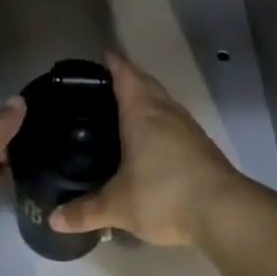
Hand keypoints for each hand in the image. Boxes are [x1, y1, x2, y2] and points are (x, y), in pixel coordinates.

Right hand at [50, 53, 243, 245]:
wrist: (223, 210)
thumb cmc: (164, 194)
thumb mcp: (118, 206)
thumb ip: (85, 211)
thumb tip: (54, 219)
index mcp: (142, 112)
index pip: (125, 75)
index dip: (112, 63)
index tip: (100, 56)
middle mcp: (166, 111)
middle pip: (146, 83)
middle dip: (128, 78)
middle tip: (105, 85)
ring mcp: (187, 126)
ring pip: (162, 101)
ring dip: (146, 99)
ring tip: (125, 110)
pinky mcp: (200, 145)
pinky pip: (174, 121)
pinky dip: (159, 121)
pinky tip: (151, 140)